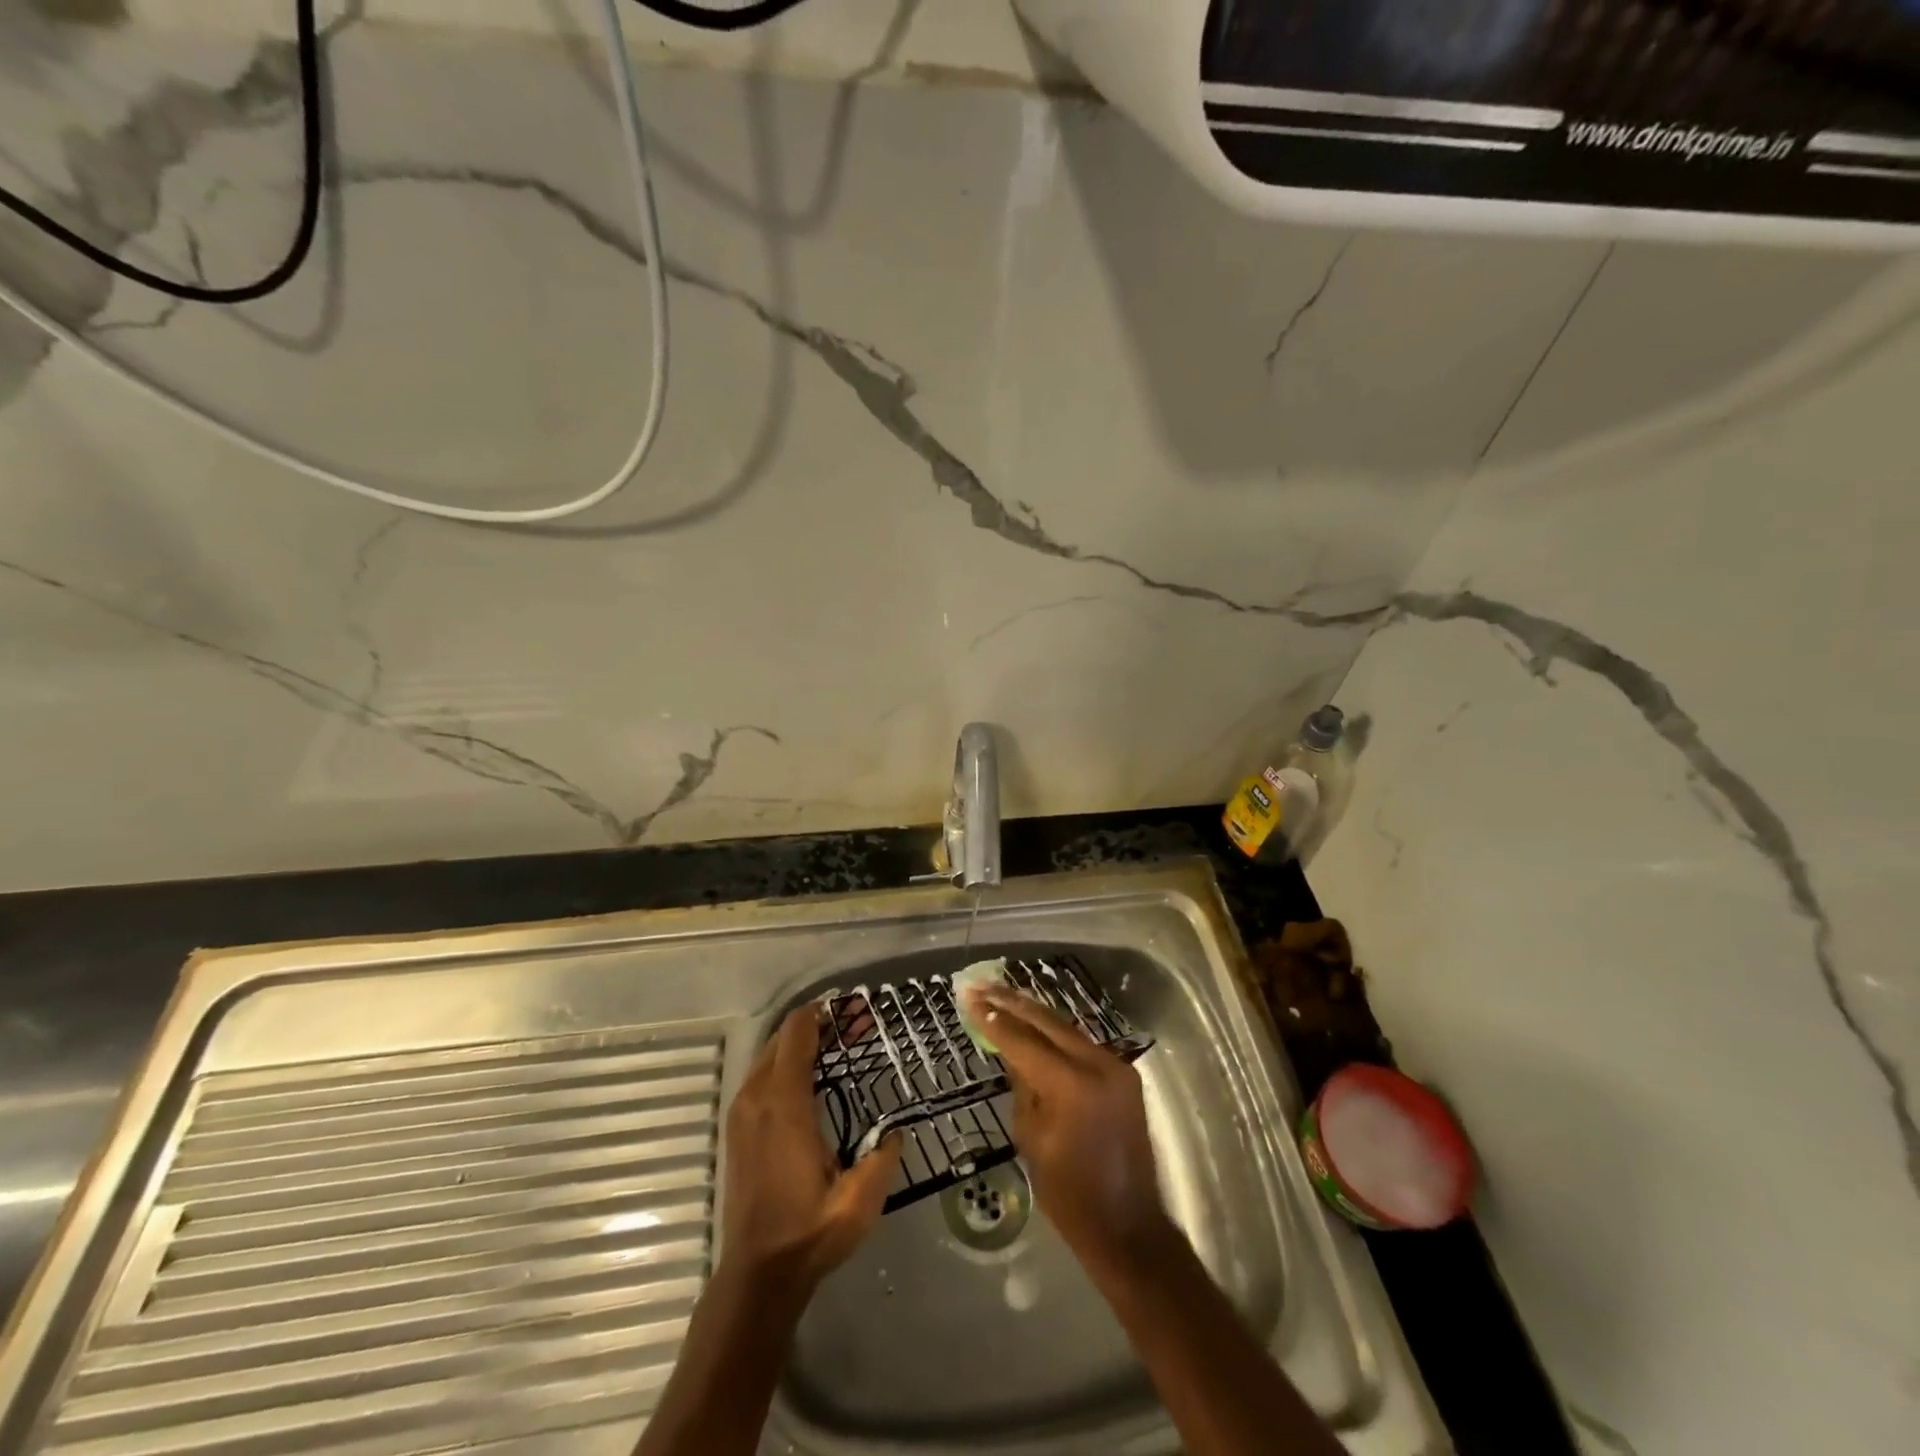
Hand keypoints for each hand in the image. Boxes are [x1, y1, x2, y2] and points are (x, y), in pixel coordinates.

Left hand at [721, 1005, 900, 1295]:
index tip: (852, 1008)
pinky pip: (761, 1076)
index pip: (796, 1034)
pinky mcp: (738, 1129)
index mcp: (784, 1105)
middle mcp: (757, 1098)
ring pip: (768, 1055)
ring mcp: (742, 1113)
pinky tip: (812, 1080)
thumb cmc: (809, 1232)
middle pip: (781, 1037)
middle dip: (817, 1025)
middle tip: (855, 1028)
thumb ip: (882, 1157)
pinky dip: (785, 1064)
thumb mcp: (859, 1200)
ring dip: (800, 1044)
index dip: (822, 1012)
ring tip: (838, 1048)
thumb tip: (897, 1130)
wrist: (757, 1274)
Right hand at [965, 984, 1170, 1276]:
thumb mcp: (1031, 1138)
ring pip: (1067, 1029)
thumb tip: (1011, 1051)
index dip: (994, 1019)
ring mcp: (1116, 1067)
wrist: (1127, 1225)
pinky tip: (1034, 1023)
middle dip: (1013, 1003)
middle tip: (982, 985)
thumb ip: (1021, 1086)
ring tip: (1003, 994)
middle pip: (1048, 1023)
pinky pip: (1082, 1045)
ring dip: (1034, 1014)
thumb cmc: (1069, 1194)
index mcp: (1072, 1085)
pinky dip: (1056, 1035)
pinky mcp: (1124, 1075)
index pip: (1024, 1041)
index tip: (970, 997)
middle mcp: (1098, 1064)